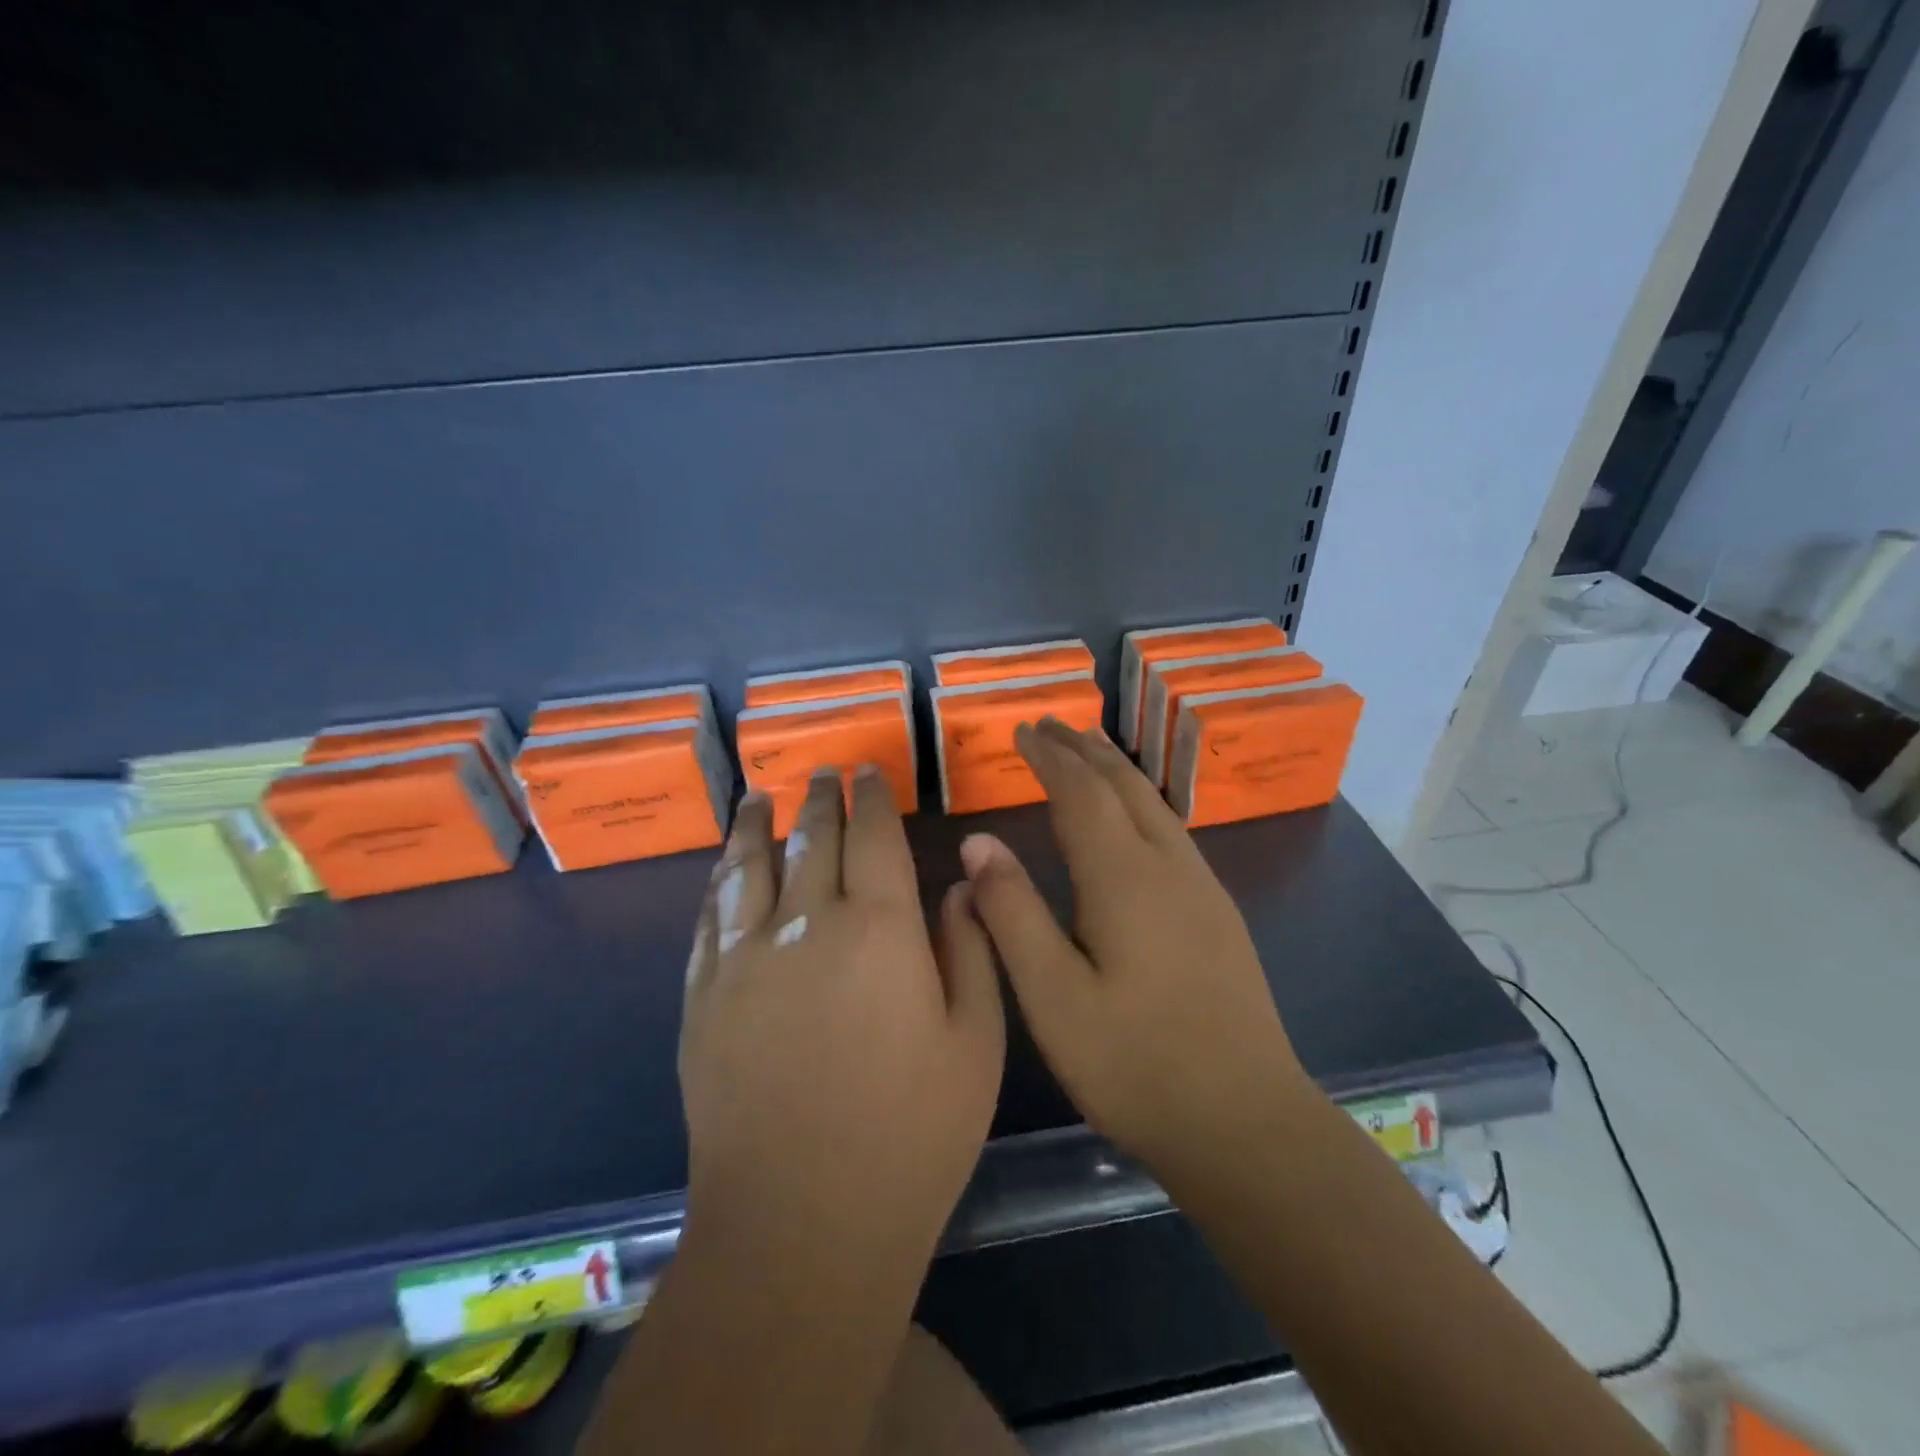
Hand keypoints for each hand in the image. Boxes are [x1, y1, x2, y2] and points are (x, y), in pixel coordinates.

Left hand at [681, 766, 1004, 1269]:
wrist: (800, 1224)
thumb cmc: (910, 1135)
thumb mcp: (974, 1044)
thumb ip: (971, 952)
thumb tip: (958, 887)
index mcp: (880, 929)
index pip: (874, 836)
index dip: (871, 797)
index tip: (867, 770)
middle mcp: (807, 922)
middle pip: (811, 838)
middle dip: (820, 798)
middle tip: (822, 772)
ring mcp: (745, 957)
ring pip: (748, 865)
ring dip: (756, 823)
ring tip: (758, 794)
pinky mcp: (704, 995)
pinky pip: (709, 916)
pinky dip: (719, 880)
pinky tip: (723, 867)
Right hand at [958, 719, 1313, 1182]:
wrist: (1246, 1122)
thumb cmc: (1135, 1063)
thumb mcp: (1052, 995)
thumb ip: (1012, 912)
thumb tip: (978, 841)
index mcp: (1124, 876)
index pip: (1081, 792)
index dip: (1049, 756)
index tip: (1022, 730)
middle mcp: (1168, 866)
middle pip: (1124, 785)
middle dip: (1085, 749)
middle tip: (1050, 725)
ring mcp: (1202, 889)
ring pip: (1154, 804)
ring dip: (1116, 770)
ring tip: (1087, 753)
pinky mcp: (1218, 914)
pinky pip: (1171, 831)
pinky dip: (1139, 802)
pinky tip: (1132, 821)